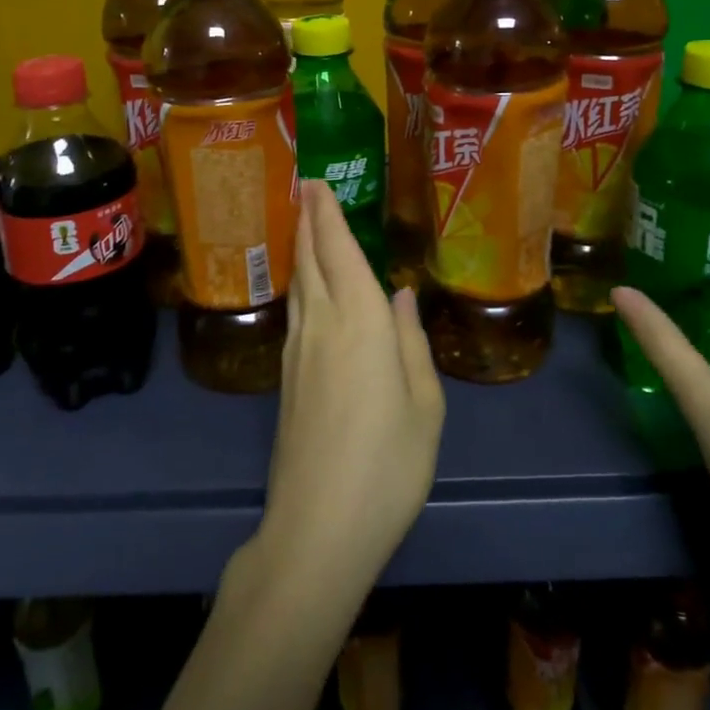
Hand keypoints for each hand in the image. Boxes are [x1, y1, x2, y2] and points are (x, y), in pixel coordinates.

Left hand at [252, 181, 445, 595]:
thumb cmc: (388, 465)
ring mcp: (297, 352)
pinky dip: (300, 282)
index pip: (339, 252)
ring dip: (301, 248)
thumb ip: (411, 343)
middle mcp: (322, 325)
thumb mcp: (424, 406)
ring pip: (298, 284)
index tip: (315, 181)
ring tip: (305, 225)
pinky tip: (307, 287)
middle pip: (310, 259)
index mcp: (361, 323)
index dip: (327, 214)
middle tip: (306, 189)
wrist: (318, 528)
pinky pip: (295, 311)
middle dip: (308, 220)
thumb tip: (401, 295)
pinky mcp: (284, 378)